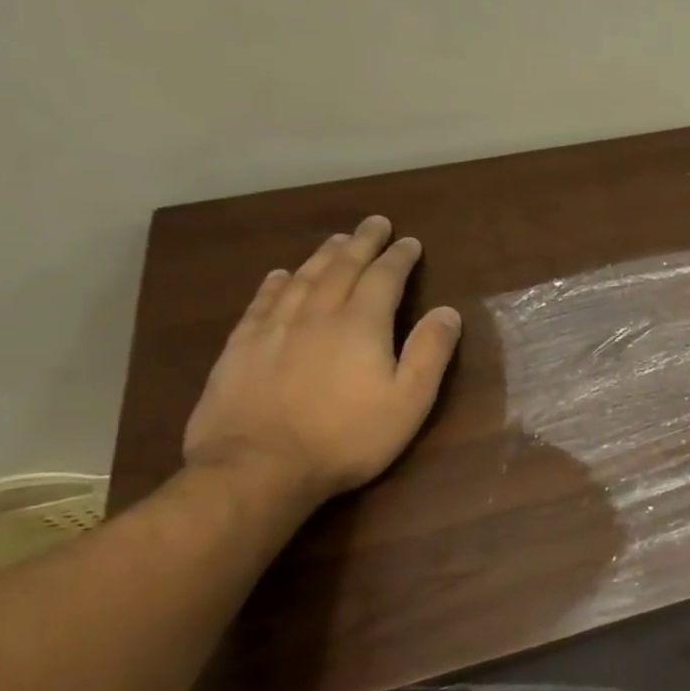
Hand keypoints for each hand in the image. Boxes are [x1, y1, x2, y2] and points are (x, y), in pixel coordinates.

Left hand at [183, 215, 462, 499]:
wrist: (259, 467)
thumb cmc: (348, 436)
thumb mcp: (409, 400)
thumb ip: (430, 352)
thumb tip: (448, 311)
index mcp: (361, 325)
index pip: (384, 278)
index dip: (399, 258)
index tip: (410, 241)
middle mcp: (317, 314)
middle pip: (341, 268)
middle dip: (361, 243)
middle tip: (374, 223)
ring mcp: (273, 329)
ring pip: (302, 279)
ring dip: (322, 256)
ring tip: (336, 240)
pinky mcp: (241, 348)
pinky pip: (262, 302)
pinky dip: (276, 283)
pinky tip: (281, 276)